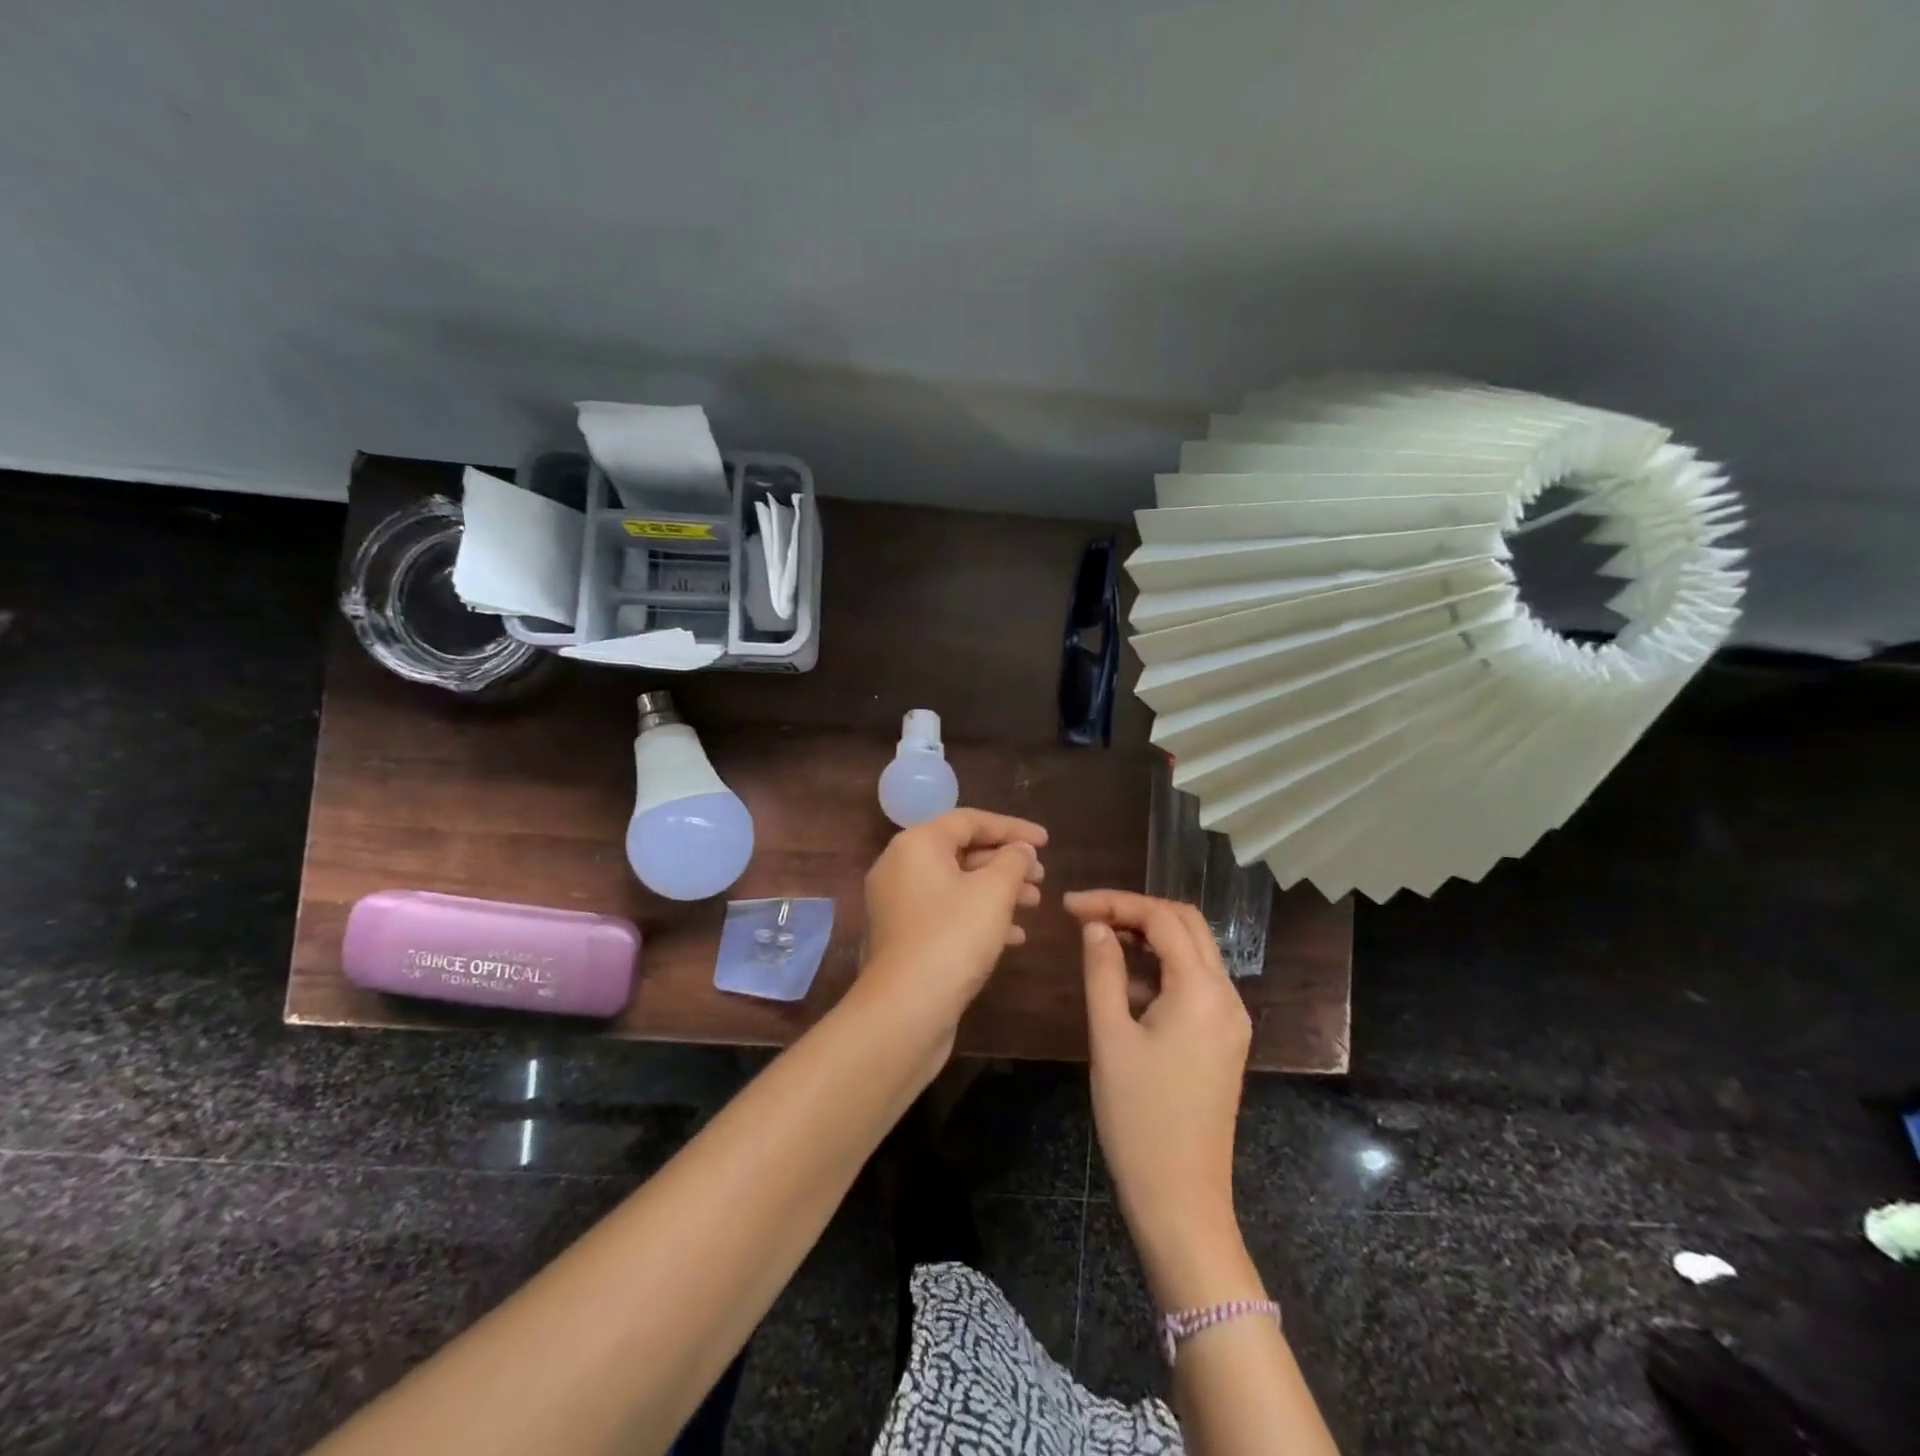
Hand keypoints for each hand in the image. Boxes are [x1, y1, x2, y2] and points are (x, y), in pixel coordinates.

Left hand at [860, 810, 1047, 1035]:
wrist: (905, 1009)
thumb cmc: (953, 937)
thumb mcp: (994, 892)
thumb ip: (1013, 861)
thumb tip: (1020, 850)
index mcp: (917, 844)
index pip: (970, 820)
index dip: (1012, 828)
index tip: (1046, 842)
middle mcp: (900, 866)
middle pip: (961, 851)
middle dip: (1006, 862)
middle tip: (1042, 876)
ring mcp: (898, 904)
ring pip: (957, 885)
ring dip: (997, 891)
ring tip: (1035, 903)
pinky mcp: (904, 937)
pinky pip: (946, 913)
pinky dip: (979, 916)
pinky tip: (1014, 936)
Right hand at [1065, 889, 1258, 1309]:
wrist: (1181, 1200)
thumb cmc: (1138, 1118)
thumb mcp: (1110, 1037)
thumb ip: (1103, 971)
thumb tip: (1096, 926)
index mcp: (1202, 991)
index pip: (1162, 918)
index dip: (1114, 901)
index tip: (1069, 906)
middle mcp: (1227, 996)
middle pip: (1186, 924)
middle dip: (1136, 910)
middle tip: (1086, 916)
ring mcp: (1231, 1020)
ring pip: (1193, 952)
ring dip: (1149, 937)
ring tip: (1099, 942)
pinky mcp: (1224, 1040)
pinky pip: (1196, 983)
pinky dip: (1162, 968)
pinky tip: (1126, 983)